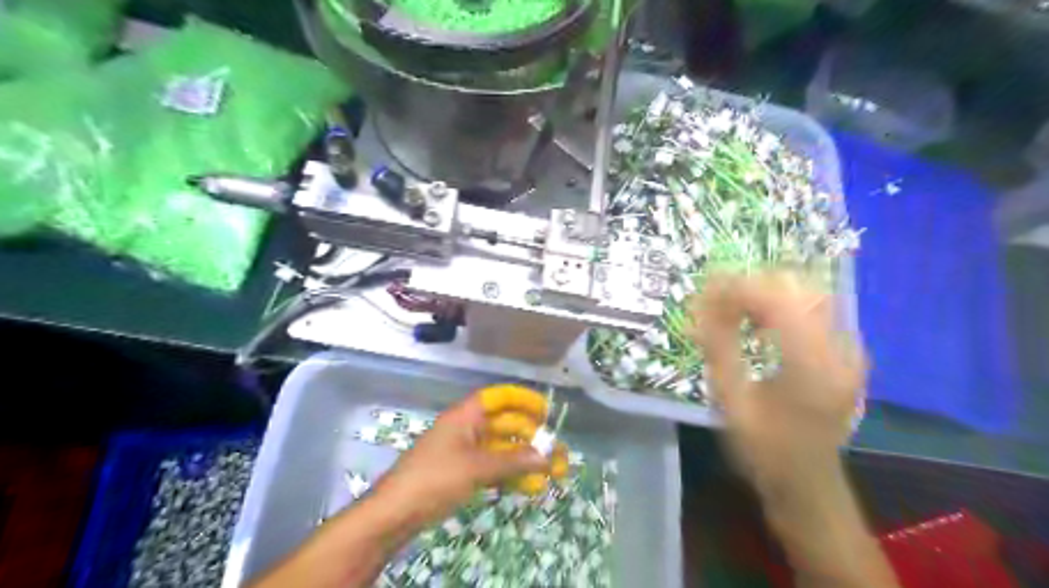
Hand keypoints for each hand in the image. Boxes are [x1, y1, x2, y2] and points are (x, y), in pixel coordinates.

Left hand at [373, 393, 549, 526]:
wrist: (395, 513)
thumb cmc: (435, 478)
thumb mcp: (476, 468)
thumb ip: (513, 461)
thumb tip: (546, 457)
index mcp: (466, 416)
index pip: (499, 397)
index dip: (523, 399)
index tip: (546, 410)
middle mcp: (467, 428)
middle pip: (504, 425)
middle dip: (530, 436)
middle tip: (555, 450)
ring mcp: (464, 451)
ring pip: (501, 449)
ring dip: (524, 459)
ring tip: (550, 472)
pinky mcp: (461, 473)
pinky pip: (492, 467)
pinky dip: (510, 474)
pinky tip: (529, 486)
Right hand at [690, 271, 868, 491]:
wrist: (808, 485)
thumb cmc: (765, 450)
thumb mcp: (731, 403)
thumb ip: (719, 350)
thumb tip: (701, 308)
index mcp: (812, 367)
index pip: (779, 302)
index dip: (739, 288)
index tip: (704, 290)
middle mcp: (840, 351)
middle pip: (799, 289)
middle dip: (753, 285)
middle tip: (715, 298)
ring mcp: (849, 352)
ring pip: (808, 295)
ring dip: (766, 294)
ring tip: (731, 309)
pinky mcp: (846, 355)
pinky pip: (814, 312)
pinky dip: (782, 307)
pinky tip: (758, 325)